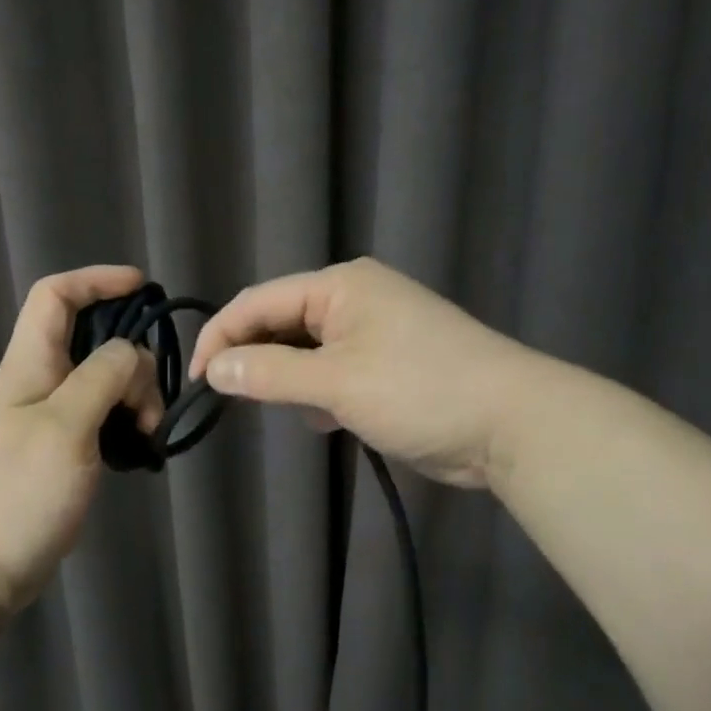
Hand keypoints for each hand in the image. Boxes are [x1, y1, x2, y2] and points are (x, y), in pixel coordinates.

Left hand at [0, 266, 161, 615]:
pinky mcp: (56, 453)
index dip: (96, 280)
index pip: (55, 297)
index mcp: (29, 365)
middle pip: (89, 341)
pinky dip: (122, 424)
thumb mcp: (65, 427)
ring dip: (132, 396)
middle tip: (151, 404)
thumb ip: (101, 378)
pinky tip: (136, 451)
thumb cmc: (15, 494)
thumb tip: (129, 353)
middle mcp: (36, 384)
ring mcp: (45, 420)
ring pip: (99, 383)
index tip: (142, 287)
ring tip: (147, 435)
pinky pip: (97, 419)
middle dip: (131, 357)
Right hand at [189, 257, 520, 489]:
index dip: (220, 338)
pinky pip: (331, 370)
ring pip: (304, 350)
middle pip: (279, 322)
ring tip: (280, 408)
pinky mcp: (387, 364)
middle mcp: (353, 298)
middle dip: (253, 358)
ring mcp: (373, 331)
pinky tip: (322, 418)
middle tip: (230, 398)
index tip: (197, 381)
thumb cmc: (420, 390)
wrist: (513, 425)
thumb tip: (213, 369)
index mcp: (339, 285)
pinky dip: (317, 392)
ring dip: (286, 378)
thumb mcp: (336, 383)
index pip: (257, 302)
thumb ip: (269, 373)